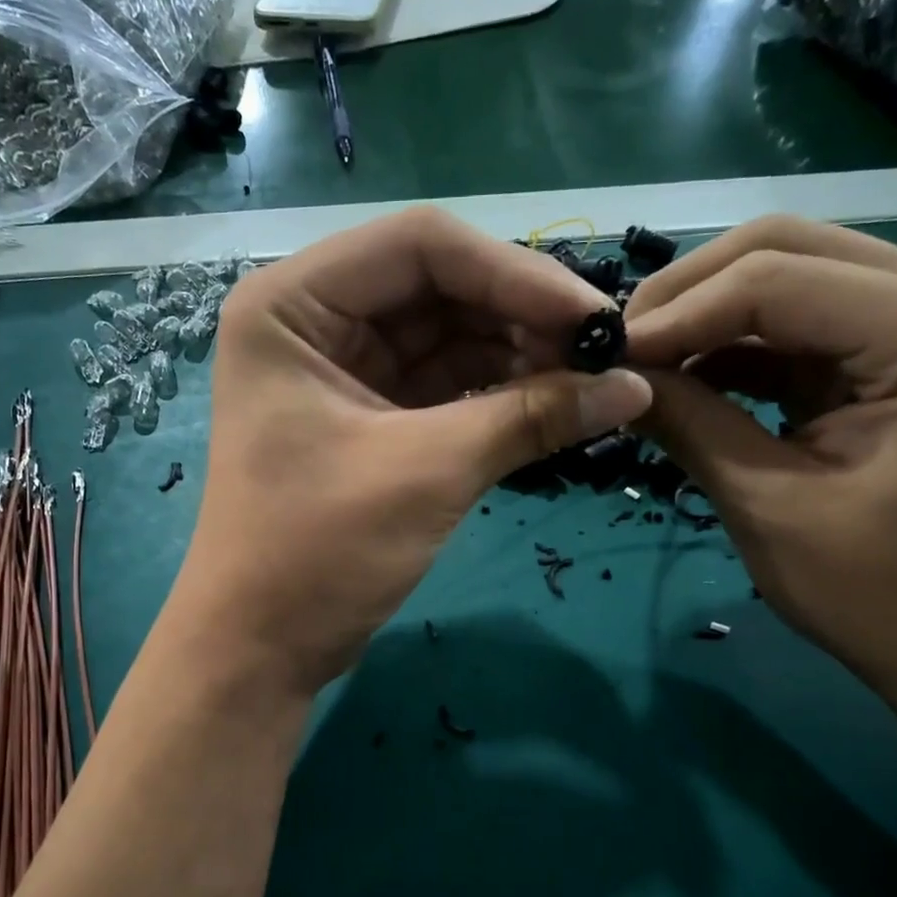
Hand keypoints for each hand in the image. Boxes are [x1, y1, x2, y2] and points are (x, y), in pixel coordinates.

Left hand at [165, 207, 651, 697]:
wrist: (260, 649)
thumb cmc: (317, 552)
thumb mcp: (427, 472)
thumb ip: (530, 416)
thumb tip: (636, 386)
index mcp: (293, 304)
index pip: (422, 246)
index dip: (516, 273)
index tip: (594, 321)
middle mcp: (312, 320)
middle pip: (438, 286)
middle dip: (520, 317)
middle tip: (602, 357)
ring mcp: (340, 370)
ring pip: (446, 336)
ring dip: (516, 356)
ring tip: (588, 384)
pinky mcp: (366, 417)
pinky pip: (442, 385)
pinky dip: (495, 394)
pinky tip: (553, 406)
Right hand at [624, 216, 896, 705]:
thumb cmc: (878, 591)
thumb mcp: (767, 504)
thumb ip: (688, 422)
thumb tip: (611, 375)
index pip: (774, 279)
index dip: (675, 314)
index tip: (604, 360)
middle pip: (783, 248)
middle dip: (686, 295)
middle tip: (619, 352)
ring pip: (785, 273)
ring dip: (704, 314)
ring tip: (641, 365)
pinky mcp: (892, 351)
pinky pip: (794, 320)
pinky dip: (732, 343)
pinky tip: (684, 378)